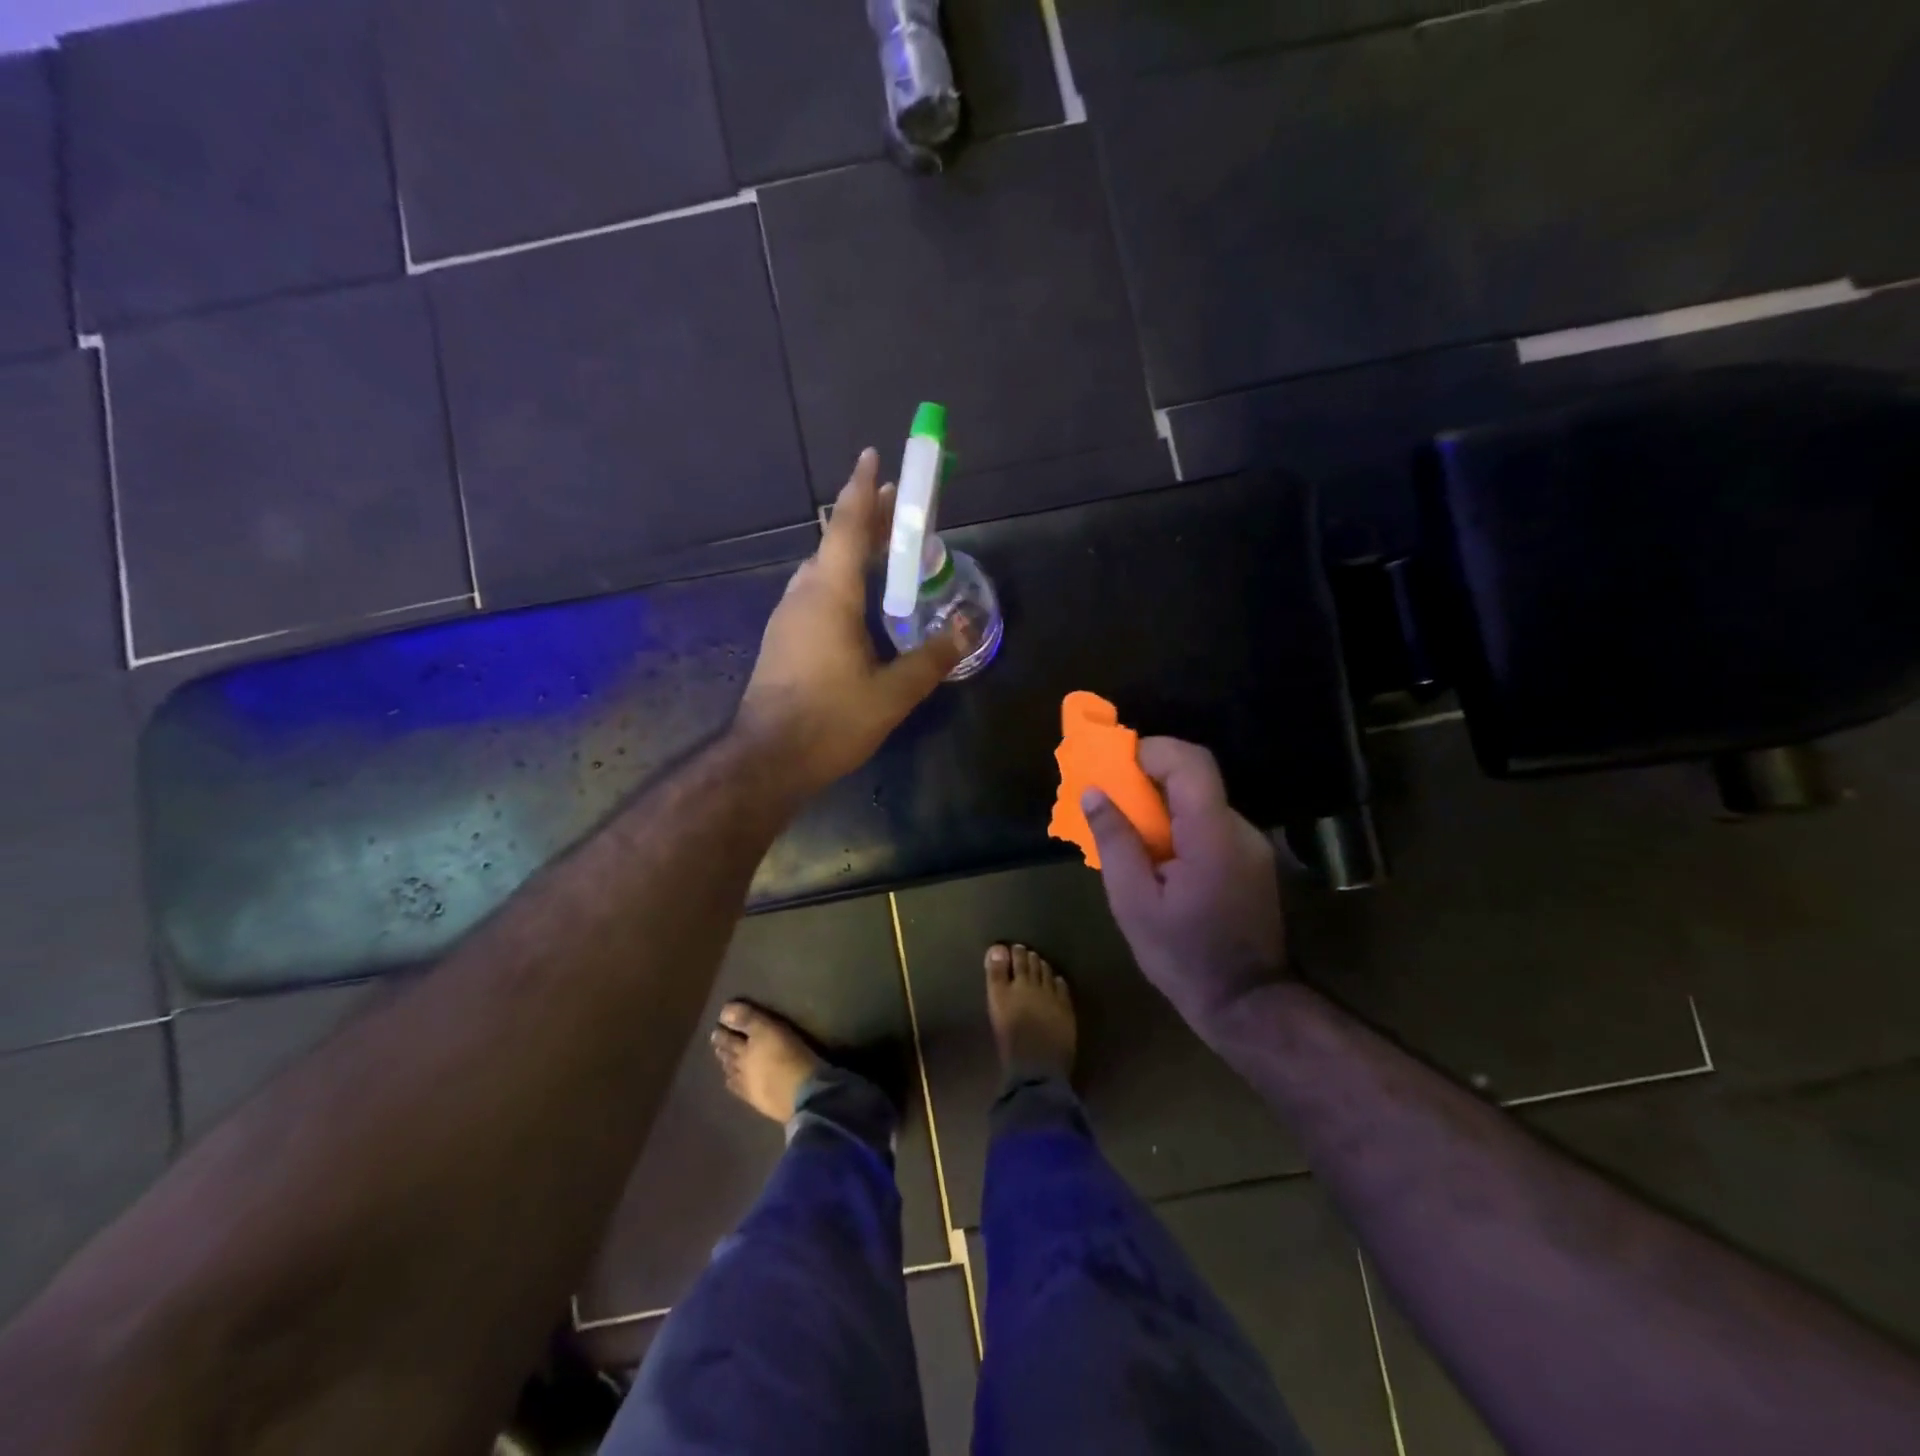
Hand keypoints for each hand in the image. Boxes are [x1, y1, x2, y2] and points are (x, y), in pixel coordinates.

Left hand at [736, 449, 966, 795]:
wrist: (768, 759)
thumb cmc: (831, 720)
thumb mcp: (893, 692)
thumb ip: (932, 656)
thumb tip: (968, 626)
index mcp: (830, 595)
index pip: (848, 527)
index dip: (863, 489)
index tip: (873, 456)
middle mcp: (804, 595)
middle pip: (836, 543)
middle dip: (868, 520)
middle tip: (900, 507)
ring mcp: (788, 617)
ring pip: (823, 569)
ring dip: (853, 551)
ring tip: (886, 550)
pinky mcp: (783, 640)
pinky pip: (816, 593)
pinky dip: (841, 580)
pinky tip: (859, 601)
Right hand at [1083, 737, 1285, 1034]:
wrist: (1246, 1003)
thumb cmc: (1183, 957)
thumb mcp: (1133, 903)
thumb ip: (1115, 842)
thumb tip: (1094, 793)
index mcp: (1213, 836)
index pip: (1191, 763)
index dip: (1152, 751)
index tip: (1115, 765)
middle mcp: (1240, 829)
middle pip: (1197, 776)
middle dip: (1151, 774)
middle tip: (1113, 795)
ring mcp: (1251, 844)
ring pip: (1202, 798)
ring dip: (1164, 800)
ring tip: (1129, 828)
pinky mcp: (1252, 859)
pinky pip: (1210, 822)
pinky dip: (1180, 822)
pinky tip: (1158, 854)